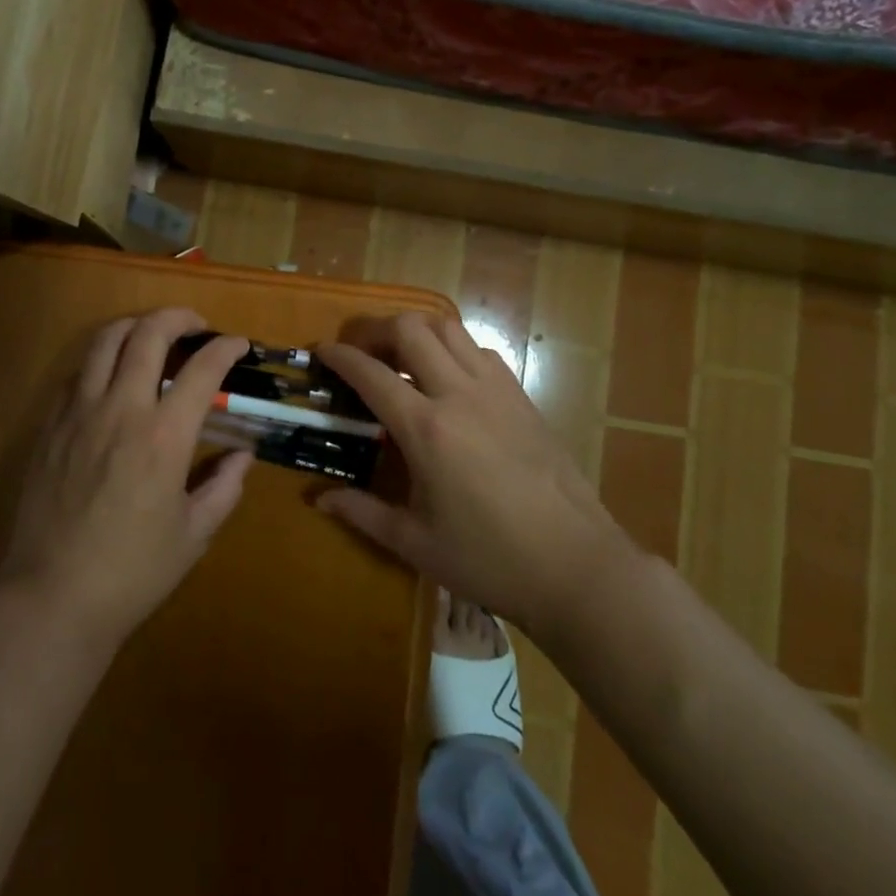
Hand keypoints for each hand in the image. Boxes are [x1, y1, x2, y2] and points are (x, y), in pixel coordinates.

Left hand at [0, 309, 251, 645]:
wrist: (51, 597)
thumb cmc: (132, 573)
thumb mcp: (194, 535)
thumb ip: (224, 487)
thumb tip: (243, 456)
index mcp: (164, 437)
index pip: (202, 370)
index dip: (226, 348)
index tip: (238, 344)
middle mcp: (121, 410)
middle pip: (148, 334)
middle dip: (178, 317)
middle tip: (196, 325)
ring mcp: (78, 413)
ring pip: (104, 341)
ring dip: (134, 326)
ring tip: (152, 334)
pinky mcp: (50, 426)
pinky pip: (77, 373)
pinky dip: (101, 360)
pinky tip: (112, 379)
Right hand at [314, 313, 623, 627]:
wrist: (577, 566)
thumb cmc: (490, 560)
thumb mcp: (415, 543)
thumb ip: (362, 512)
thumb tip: (319, 499)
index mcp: (427, 429)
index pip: (371, 373)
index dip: (340, 356)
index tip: (321, 349)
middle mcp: (459, 395)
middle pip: (411, 329)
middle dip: (376, 329)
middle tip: (361, 351)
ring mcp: (497, 391)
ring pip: (449, 329)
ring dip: (417, 331)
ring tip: (401, 356)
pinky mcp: (522, 398)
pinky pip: (481, 351)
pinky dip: (454, 349)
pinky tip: (448, 379)